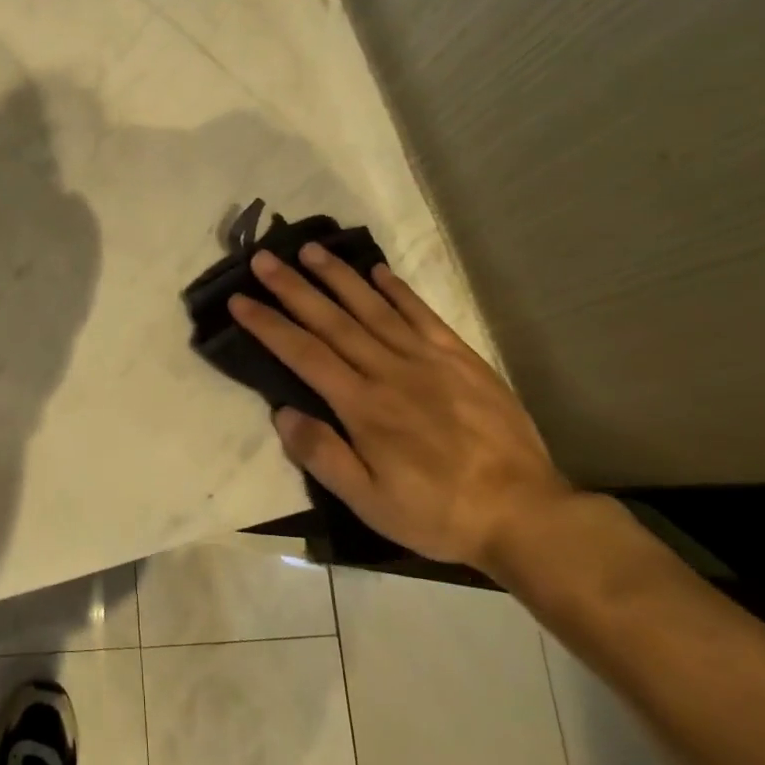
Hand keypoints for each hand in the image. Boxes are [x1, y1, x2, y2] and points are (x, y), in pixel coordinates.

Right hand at [230, 246, 571, 571]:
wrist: (524, 514)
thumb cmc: (437, 513)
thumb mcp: (370, 502)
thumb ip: (323, 456)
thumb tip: (282, 413)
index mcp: (362, 406)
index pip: (304, 354)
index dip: (268, 324)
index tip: (239, 300)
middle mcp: (389, 371)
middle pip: (332, 321)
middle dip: (293, 287)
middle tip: (263, 259)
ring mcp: (428, 360)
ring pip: (373, 308)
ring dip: (338, 277)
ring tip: (310, 250)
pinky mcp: (461, 359)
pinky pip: (423, 315)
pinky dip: (398, 290)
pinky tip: (378, 271)